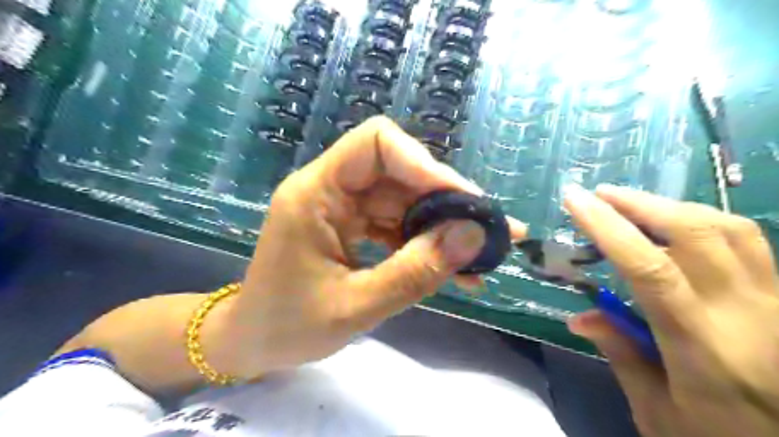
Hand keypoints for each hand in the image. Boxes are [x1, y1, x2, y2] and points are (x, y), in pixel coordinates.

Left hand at [225, 118, 528, 376]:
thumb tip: (472, 237)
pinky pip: (398, 224)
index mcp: (316, 193)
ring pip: (405, 199)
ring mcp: (344, 207)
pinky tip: (455, 268)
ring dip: (444, 225)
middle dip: (447, 201)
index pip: (376, 144)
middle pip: (400, 172)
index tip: (465, 200)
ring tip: (482, 256)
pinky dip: (427, 243)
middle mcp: (332, 189)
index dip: (424, 164)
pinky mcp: (354, 226)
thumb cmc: (287, 327)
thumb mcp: (355, 306)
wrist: (253, 343)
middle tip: (491, 230)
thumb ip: (414, 272)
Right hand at [567, 184, 778, 435]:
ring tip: (632, 202)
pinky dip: (704, 221)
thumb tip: (579, 317)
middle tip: (600, 194)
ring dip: (671, 206)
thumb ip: (620, 355)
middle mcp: (744, 312)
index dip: (607, 227)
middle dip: (640, 203)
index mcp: (702, 345)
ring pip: (728, 228)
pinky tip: (678, 224)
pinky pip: (748, 242)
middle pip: (695, 233)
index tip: (574, 200)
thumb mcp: (658, 413)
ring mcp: (774, 300)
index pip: (649, 268)